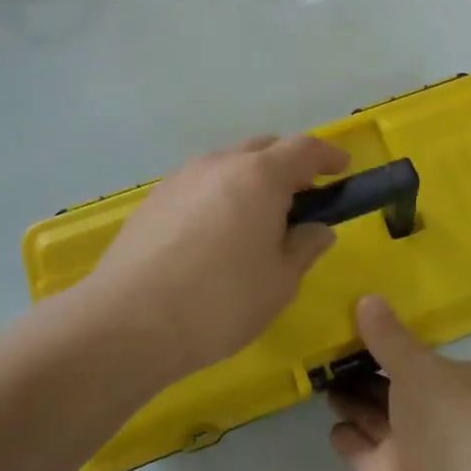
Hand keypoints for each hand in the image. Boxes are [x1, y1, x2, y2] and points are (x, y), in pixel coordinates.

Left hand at [88, 135, 349, 381]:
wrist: (128, 323)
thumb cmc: (220, 301)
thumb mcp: (280, 281)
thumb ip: (304, 247)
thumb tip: (317, 229)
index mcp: (259, 176)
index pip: (304, 148)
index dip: (327, 156)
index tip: (342, 169)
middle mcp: (219, 164)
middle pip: (264, 148)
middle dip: (289, 165)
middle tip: (302, 197)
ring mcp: (181, 178)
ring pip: (228, 164)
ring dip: (251, 179)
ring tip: (258, 218)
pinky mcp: (153, 199)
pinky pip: (200, 184)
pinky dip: (220, 194)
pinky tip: (216, 233)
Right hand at [328, 296, 470, 470]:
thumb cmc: (449, 420)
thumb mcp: (417, 367)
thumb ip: (388, 338)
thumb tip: (366, 298)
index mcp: (453, 381)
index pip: (417, 356)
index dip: (389, 341)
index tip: (354, 324)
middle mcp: (434, 413)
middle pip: (392, 386)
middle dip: (363, 371)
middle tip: (325, 350)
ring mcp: (411, 449)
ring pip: (375, 417)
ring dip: (351, 400)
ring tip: (320, 377)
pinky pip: (362, 451)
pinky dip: (347, 437)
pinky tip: (329, 422)